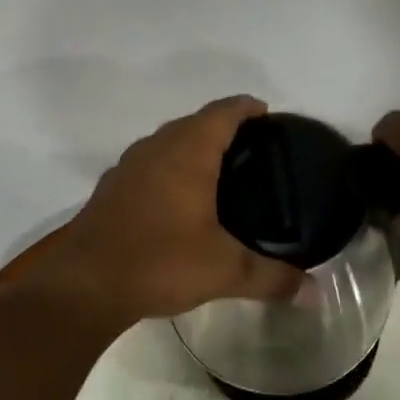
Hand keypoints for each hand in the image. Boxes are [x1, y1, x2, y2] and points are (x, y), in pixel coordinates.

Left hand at [36, 97, 306, 321]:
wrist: (83, 285)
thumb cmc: (159, 262)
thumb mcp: (224, 271)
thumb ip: (271, 277)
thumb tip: (315, 291)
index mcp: (187, 153)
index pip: (223, 113)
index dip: (246, 108)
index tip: (266, 114)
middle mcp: (156, 148)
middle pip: (194, 123)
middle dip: (222, 127)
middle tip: (252, 148)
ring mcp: (128, 167)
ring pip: (167, 142)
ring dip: (192, 146)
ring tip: (219, 170)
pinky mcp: (111, 189)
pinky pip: (149, 164)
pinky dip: (169, 168)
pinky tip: (178, 199)